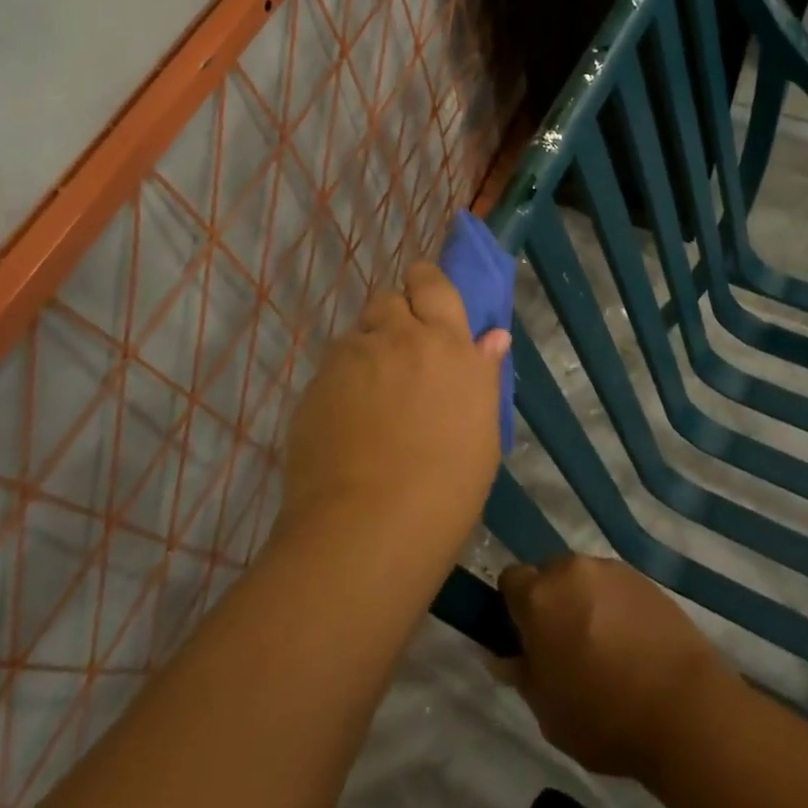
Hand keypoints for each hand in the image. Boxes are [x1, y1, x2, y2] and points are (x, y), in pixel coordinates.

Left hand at [276, 261, 510, 555]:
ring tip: (372, 395)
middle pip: (388, 299)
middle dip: (395, 316)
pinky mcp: (315, 385)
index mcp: (445, 342)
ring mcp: (351, 359)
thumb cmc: (446, 485)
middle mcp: (396, 337)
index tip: (425, 301)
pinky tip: (347, 421)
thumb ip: (482, 374)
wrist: (369, 525)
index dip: (425, 283)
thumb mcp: (481, 430)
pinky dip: (342, 381)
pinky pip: (332, 367)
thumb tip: (492, 337)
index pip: (431, 282)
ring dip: (367, 350)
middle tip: (402, 355)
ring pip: (357, 334)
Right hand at [499, 556, 731, 782]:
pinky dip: (614, 605)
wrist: (684, 709)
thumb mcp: (547, 711)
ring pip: (583, 579)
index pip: (510, 580)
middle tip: (564, 645)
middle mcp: (571, 570)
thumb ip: (520, 674)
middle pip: (548, 575)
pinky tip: (631, 642)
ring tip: (604, 645)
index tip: (526, 638)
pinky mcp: (644, 578)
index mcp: (539, 597)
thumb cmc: (604, 717)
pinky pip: (614, 586)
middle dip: (550, 602)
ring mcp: (611, 570)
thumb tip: (502, 655)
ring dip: (583, 601)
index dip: (514, 607)